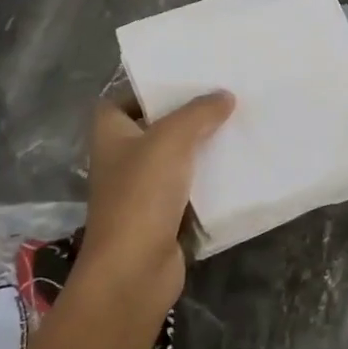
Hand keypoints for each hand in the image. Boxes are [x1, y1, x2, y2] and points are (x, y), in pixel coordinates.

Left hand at [78, 90, 234, 314]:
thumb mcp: (171, 139)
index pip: (122, 100)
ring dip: (201, 146)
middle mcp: (122, 159)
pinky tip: (236, 166)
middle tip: (222, 97)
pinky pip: (189, 186)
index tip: (185, 79)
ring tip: (236, 125)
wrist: (134, 269)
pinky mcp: (163, 216)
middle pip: (155, 127)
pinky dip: (208, 178)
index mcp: (111, 134)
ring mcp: (141, 190)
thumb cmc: (142, 195)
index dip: (148, 89)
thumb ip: (198, 112)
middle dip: (186, 115)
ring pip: (176, 157)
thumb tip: (224, 96)